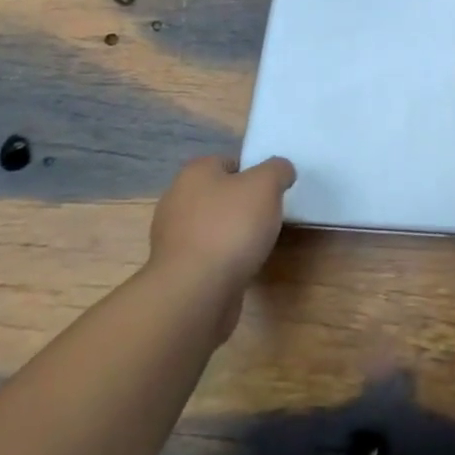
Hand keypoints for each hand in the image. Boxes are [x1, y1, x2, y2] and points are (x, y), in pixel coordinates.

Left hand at [147, 155, 295, 330]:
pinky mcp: (176, 270)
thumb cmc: (231, 227)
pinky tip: (240, 266)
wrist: (196, 292)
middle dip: (243, 204)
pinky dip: (224, 258)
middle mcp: (177, 200)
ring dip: (233, 233)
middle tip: (268, 216)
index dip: (254, 173)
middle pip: (220, 194)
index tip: (272, 191)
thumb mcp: (267, 184)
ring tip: (256, 245)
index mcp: (195, 173)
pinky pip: (207, 254)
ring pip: (213, 226)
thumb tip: (281, 171)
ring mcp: (173, 238)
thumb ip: (278, 169)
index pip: (229, 162)